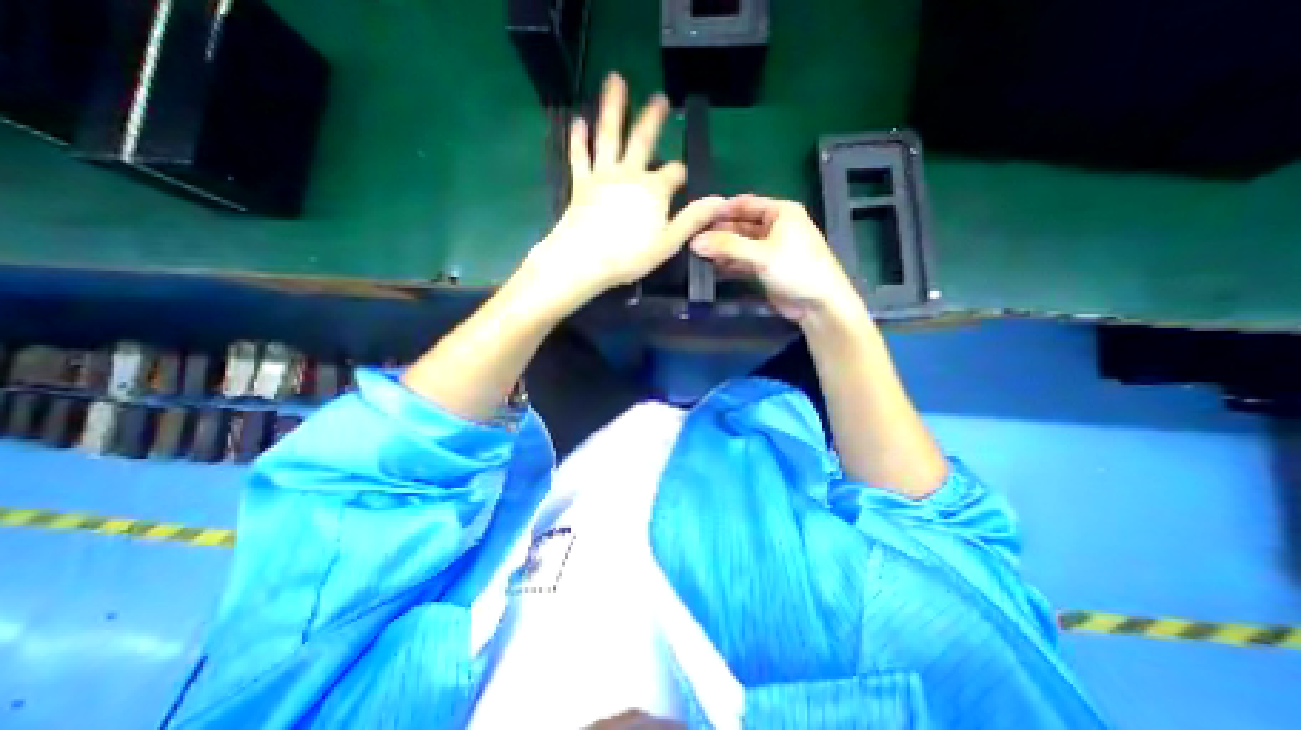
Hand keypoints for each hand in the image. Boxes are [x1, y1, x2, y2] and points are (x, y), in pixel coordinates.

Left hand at [522, 73, 725, 310]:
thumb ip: (692, 220)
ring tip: (615, 80)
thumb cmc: (629, 256)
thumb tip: (719, 201)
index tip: (681, 180)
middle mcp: (630, 174)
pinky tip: (578, 120)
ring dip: (613, 107)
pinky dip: (579, 138)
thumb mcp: (668, 243)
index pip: (674, 172)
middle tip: (660, 98)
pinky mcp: (581, 183)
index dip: (679, 174)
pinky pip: (580, 156)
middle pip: (643, 140)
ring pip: (609, 136)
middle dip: (653, 119)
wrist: (584, 260)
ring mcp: (603, 175)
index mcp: (654, 190)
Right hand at [691, 194, 861, 321]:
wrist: (819, 304)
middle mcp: (775, 226)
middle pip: (740, 225)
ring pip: (740, 244)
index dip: (721, 210)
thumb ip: (728, 247)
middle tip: (692, 238)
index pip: (744, 204)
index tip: (696, 217)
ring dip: (722, 249)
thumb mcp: (762, 254)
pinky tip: (712, 267)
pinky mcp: (765, 268)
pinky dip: (729, 264)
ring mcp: (769, 249)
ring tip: (697, 254)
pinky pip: (742, 261)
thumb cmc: (797, 269)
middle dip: (718, 232)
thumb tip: (695, 242)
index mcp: (780, 212)